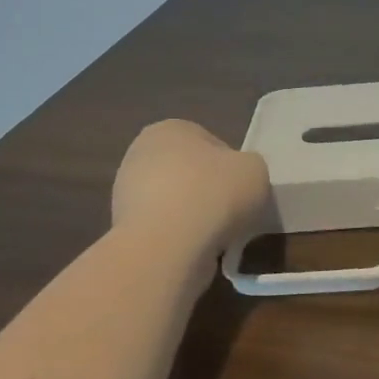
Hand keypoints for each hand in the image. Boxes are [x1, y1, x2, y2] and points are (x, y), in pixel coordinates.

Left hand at [111, 120, 269, 252]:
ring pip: (175, 202)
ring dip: (194, 216)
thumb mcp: (255, 170)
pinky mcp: (122, 228)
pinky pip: (163, 228)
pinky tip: (194, 249)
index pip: (210, 143)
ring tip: (216, 236)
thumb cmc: (213, 194)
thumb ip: (249, 166)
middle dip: (208, 191)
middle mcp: (141, 153)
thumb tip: (238, 178)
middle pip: (189, 172)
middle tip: (232, 212)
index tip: (242, 189)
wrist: (167, 246)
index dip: (231, 168)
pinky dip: (179, 237)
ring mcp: (126, 192)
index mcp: (170, 129)